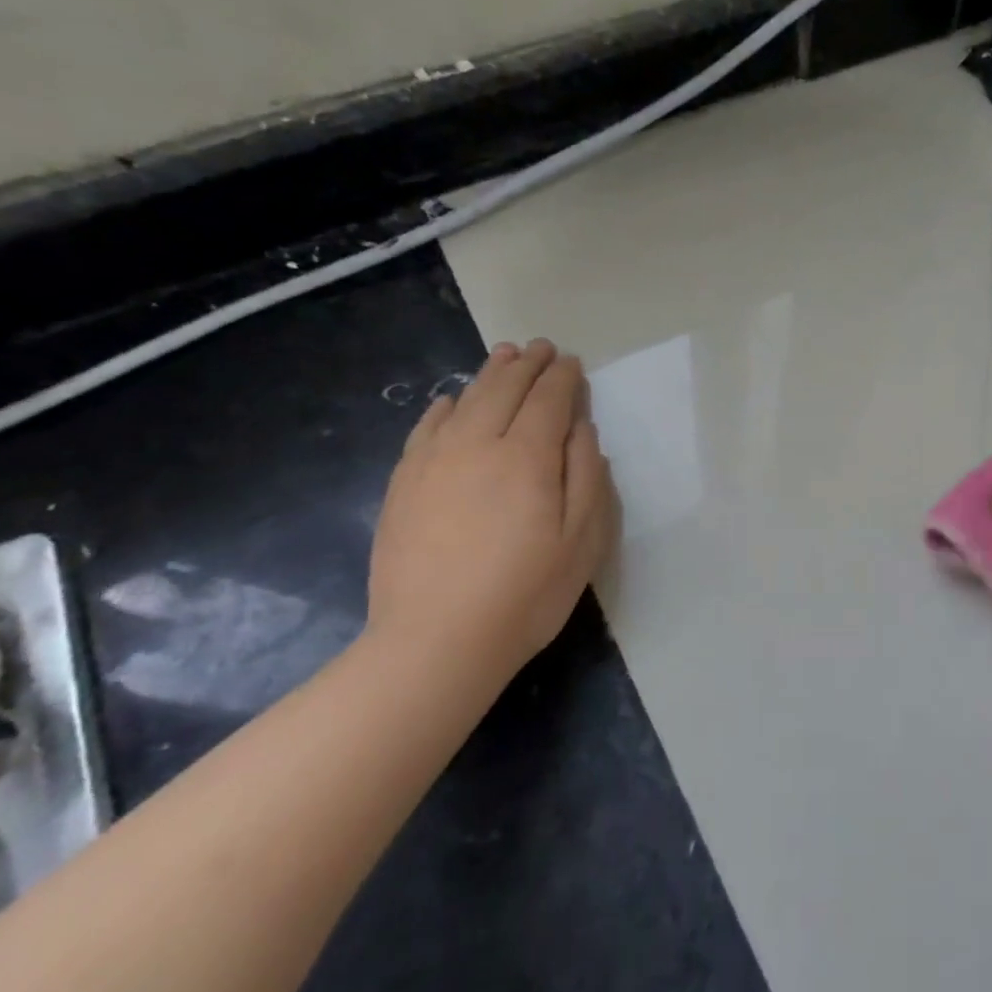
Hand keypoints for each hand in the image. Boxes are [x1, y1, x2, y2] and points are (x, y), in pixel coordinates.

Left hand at [367, 340, 617, 687]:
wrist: (435, 643)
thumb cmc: (526, 593)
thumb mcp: (583, 540)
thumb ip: (587, 475)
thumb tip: (581, 428)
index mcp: (527, 456)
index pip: (549, 399)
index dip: (564, 377)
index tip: (572, 363)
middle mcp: (478, 444)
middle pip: (505, 389)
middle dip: (528, 364)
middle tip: (542, 348)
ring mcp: (434, 462)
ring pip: (465, 400)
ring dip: (489, 374)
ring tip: (504, 356)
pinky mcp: (404, 485)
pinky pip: (425, 428)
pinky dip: (444, 406)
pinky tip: (452, 401)